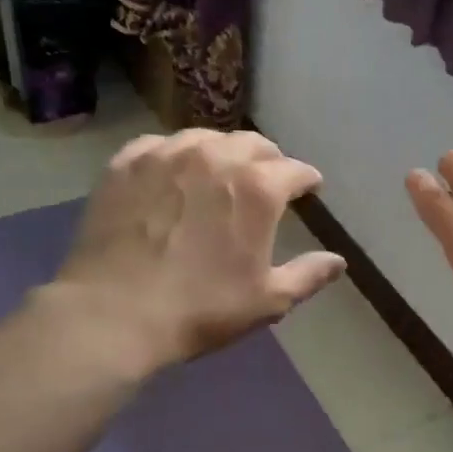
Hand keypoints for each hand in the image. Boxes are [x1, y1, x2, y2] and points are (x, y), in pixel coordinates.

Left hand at [55, 130, 345, 374]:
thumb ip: (308, 275)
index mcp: (258, 188)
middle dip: (269, 160)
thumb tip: (339, 262)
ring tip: (221, 172)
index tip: (309, 189)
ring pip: (207, 137)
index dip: (307, 180)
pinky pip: (160, 145)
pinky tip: (173, 172)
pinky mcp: (126, 163)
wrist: (114, 314)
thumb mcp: (268, 300)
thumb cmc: (201, 309)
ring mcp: (167, 154)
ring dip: (223, 152)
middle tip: (268, 180)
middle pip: (254, 144)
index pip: (295, 170)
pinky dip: (176, 155)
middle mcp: (216, 157)